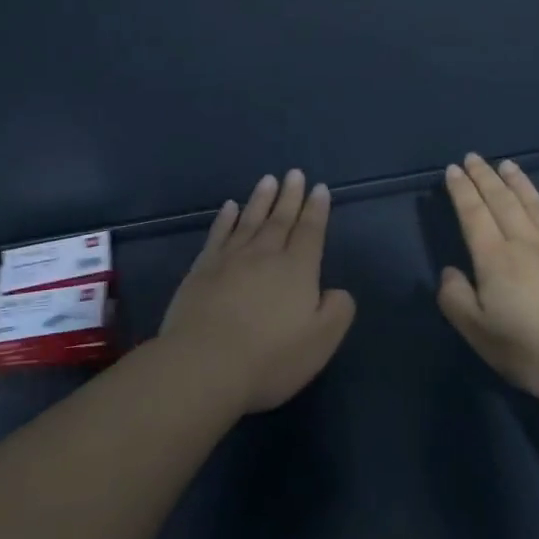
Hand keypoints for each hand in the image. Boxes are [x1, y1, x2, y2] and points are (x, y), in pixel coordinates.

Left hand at [160, 169, 355, 412]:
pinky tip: (229, 207)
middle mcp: (266, 255)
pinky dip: (225, 219)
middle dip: (290, 196)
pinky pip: (218, 235)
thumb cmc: (270, 357)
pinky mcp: (201, 270)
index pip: (311, 232)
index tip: (320, 188)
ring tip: (268, 180)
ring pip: (250, 221)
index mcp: (298, 270)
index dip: (317, 210)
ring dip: (261, 200)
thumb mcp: (321, 341)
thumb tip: (336, 291)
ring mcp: (230, 260)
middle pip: (281, 219)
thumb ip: (337, 311)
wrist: (204, 365)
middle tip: (295, 173)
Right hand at [437, 154, 538, 399]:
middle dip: (485, 177)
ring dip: (518, 181)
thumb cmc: (534, 349)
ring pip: (535, 203)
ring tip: (507, 164)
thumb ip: (457, 301)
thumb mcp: (480, 334)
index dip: (461, 191)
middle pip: (501, 201)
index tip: (453, 170)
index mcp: (495, 259)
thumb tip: (448, 272)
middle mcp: (526, 241)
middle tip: (473, 158)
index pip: (473, 215)